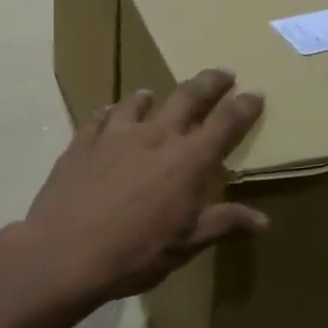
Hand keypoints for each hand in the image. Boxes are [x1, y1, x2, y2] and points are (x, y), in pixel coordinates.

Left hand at [20, 69, 267, 301]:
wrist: (64, 252)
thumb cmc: (134, 254)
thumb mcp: (185, 245)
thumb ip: (222, 224)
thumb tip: (262, 220)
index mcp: (188, 161)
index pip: (225, 124)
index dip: (243, 107)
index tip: (255, 94)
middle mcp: (156, 136)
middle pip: (188, 97)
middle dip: (209, 83)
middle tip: (222, 73)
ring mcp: (116, 135)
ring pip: (138, 102)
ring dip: (152, 97)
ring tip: (153, 94)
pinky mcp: (83, 142)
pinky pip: (100, 117)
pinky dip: (110, 112)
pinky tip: (108, 114)